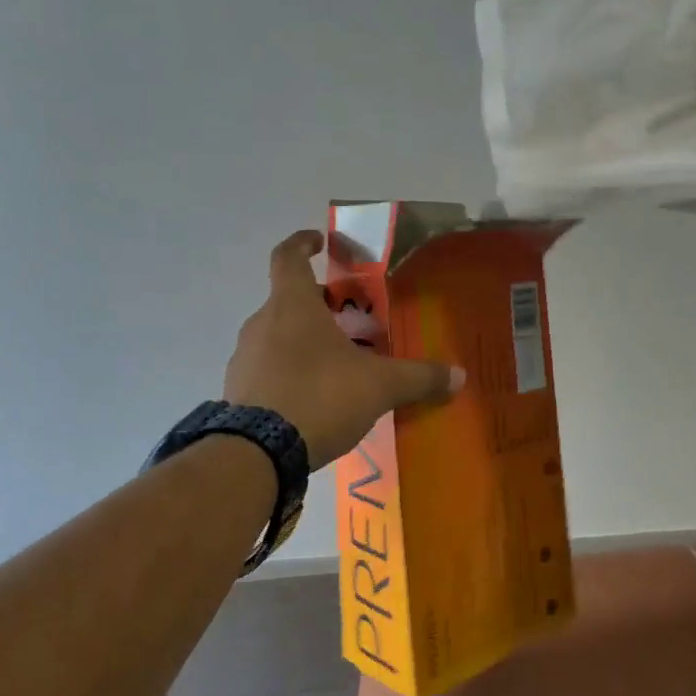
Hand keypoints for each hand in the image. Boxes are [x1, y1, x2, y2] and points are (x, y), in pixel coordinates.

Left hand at [225, 230, 463, 467]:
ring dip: (302, 340)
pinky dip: (288, 372)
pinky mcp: (236, 391)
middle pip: (289, 300)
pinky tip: (312, 399)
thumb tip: (459, 376)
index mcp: (293, 305)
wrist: (257, 454)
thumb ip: (419, 378)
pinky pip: (266, 369)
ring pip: (276, 335)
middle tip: (350, 321)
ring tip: (335, 365)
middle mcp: (262, 323)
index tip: (319, 241)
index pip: (288, 256)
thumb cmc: (320, 397)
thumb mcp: (379, 386)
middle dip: (319, 304)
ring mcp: (244, 357)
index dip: (303, 243)